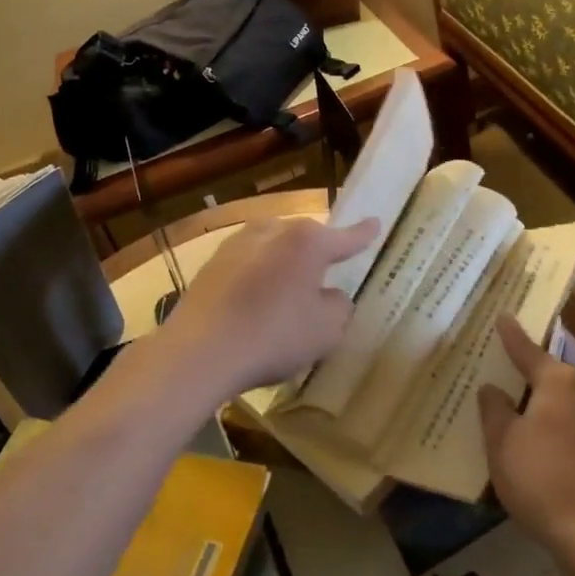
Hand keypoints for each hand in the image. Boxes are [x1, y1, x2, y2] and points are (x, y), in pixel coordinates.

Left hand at [153, 215, 381, 399]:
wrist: (200, 351)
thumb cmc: (273, 336)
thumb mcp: (326, 330)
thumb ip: (338, 306)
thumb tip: (330, 294)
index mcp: (307, 242)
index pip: (345, 236)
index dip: (363, 234)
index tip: (375, 224)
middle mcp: (272, 231)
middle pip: (305, 238)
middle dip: (317, 253)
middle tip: (326, 274)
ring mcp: (237, 243)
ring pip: (273, 247)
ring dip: (283, 264)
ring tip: (288, 291)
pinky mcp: (212, 263)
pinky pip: (248, 264)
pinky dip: (258, 278)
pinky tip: (255, 303)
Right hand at [479, 317, 574, 555]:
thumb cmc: (540, 478)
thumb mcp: (501, 442)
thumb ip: (495, 409)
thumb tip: (493, 388)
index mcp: (560, 382)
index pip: (529, 352)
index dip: (513, 337)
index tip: (504, 318)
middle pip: (569, 373)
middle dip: (552, 371)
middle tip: (531, 376)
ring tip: (564, 406)